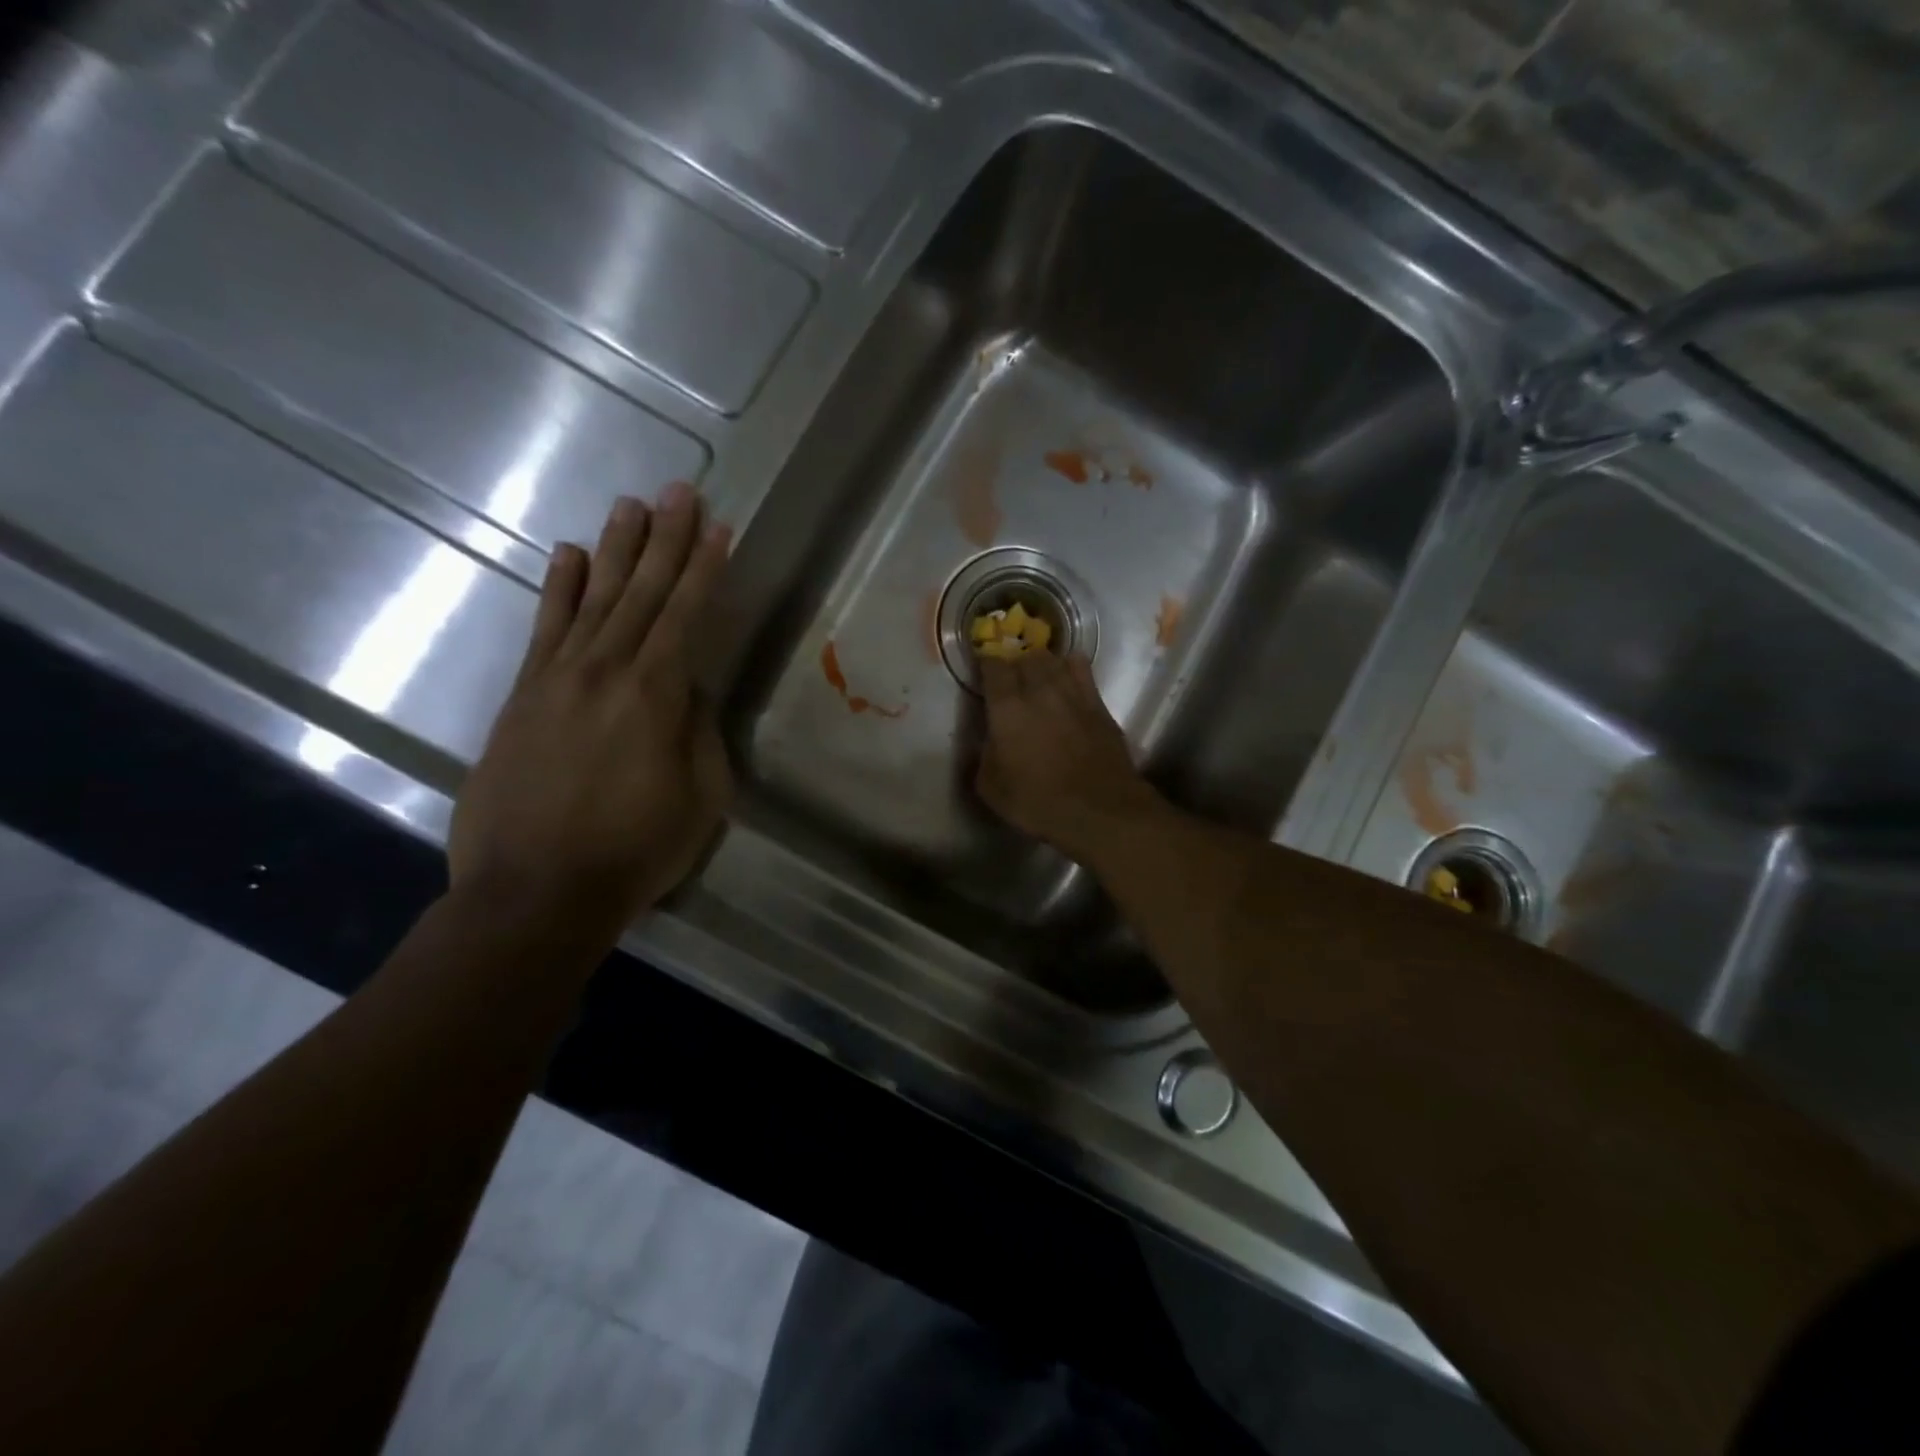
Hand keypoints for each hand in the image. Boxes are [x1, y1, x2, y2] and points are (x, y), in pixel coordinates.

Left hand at [450, 485, 732, 929]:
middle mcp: (605, 671)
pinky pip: (544, 629)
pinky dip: (557, 590)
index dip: (703, 569)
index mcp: (655, 695)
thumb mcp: (700, 798)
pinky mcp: (522, 697)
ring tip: (629, 505)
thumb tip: (688, 692)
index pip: (685, 615)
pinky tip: (567, 556)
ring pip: (591, 599)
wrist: (535, 892)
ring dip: (614, 550)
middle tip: (677, 489)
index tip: (717, 527)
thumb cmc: (635, 851)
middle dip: (663, 539)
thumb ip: (699, 734)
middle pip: (640, 592)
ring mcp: (556, 680)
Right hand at [975, 651, 1163, 863]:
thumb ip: (982, 758)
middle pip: (1026, 657)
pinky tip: (1068, 680)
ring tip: (1038, 678)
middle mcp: (1040, 690)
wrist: (1100, 810)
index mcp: (1007, 708)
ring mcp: (1073, 693)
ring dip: (1042, 664)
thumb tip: (985, 742)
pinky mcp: (1099, 704)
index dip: (986, 665)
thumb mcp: (991, 789)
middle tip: (1011, 680)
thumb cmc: (1038, 802)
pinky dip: (1070, 668)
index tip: (983, 672)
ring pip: (1054, 660)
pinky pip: (1082, 670)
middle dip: (1015, 664)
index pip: (993, 667)